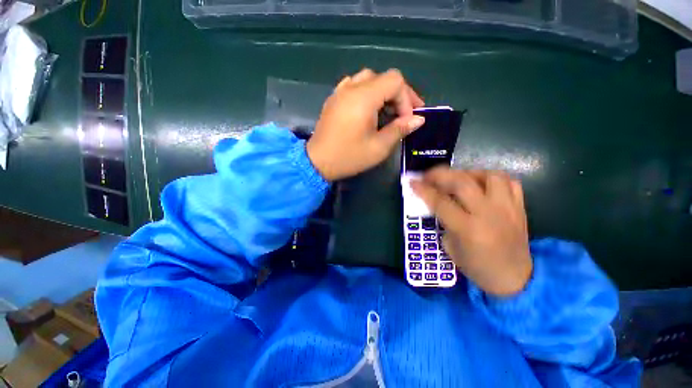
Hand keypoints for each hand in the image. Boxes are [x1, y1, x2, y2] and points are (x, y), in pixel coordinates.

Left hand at [307, 69, 424, 180]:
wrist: (317, 162)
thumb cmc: (348, 157)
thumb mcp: (378, 147)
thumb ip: (399, 130)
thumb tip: (418, 119)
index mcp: (363, 97)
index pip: (395, 81)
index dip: (406, 98)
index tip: (406, 120)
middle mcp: (351, 88)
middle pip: (383, 77)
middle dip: (398, 94)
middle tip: (404, 114)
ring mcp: (340, 91)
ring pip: (368, 79)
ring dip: (382, 93)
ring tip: (387, 111)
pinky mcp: (334, 99)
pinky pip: (354, 86)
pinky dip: (367, 93)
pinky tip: (368, 110)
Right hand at [411, 168, 532, 295]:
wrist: (514, 279)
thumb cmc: (477, 267)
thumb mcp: (450, 248)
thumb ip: (444, 222)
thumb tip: (437, 202)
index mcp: (467, 229)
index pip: (440, 202)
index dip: (423, 190)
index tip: (413, 182)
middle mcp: (488, 214)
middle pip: (462, 182)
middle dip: (440, 174)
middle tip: (429, 175)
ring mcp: (507, 208)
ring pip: (489, 175)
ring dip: (468, 172)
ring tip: (458, 178)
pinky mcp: (520, 208)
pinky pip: (509, 182)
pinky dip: (492, 178)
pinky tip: (482, 184)